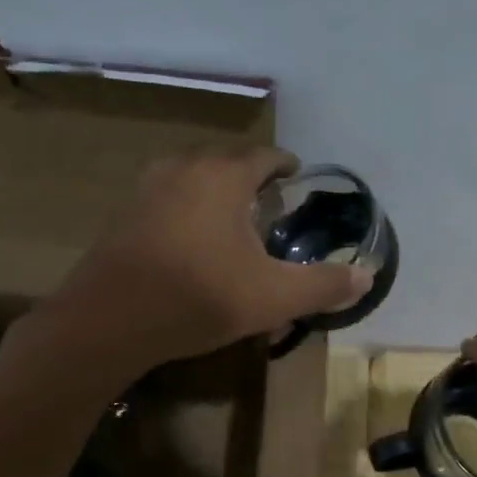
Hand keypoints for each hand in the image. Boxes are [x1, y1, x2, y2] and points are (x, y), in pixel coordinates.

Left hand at [40, 147, 371, 368]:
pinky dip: (189, 211)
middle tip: (272, 204)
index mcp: (223, 176)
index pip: (265, 156)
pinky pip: (169, 200)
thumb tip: (367, 277)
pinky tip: (195, 244)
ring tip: (235, 222)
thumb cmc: (201, 297)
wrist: (109, 320)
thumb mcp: (275, 297)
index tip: (298, 178)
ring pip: (194, 179)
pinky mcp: (124, 216)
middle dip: (252, 178)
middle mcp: (183, 169)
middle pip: (227, 162)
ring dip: (217, 193)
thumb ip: (324, 285)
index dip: (286, 166)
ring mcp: (147, 189)